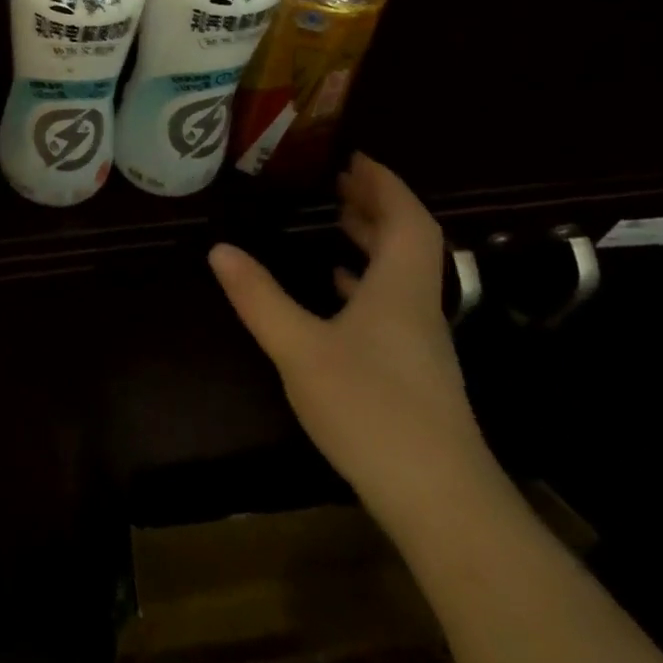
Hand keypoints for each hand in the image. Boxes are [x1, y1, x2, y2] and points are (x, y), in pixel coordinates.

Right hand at [209, 155, 492, 524]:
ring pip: (402, 274)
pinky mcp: (414, 373)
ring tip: (337, 220)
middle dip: (376, 205)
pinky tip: (339, 290)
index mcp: (401, 290)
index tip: (355, 157)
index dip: (385, 184)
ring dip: (373, 241)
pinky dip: (368, 282)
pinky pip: (393, 305)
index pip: (407, 220)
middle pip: (409, 242)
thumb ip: (259, 297)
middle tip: (339, 181)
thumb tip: (219, 249)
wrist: (443, 505)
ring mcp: (421, 343)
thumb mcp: (300, 349)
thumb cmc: (373, 412)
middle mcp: (418, 307)